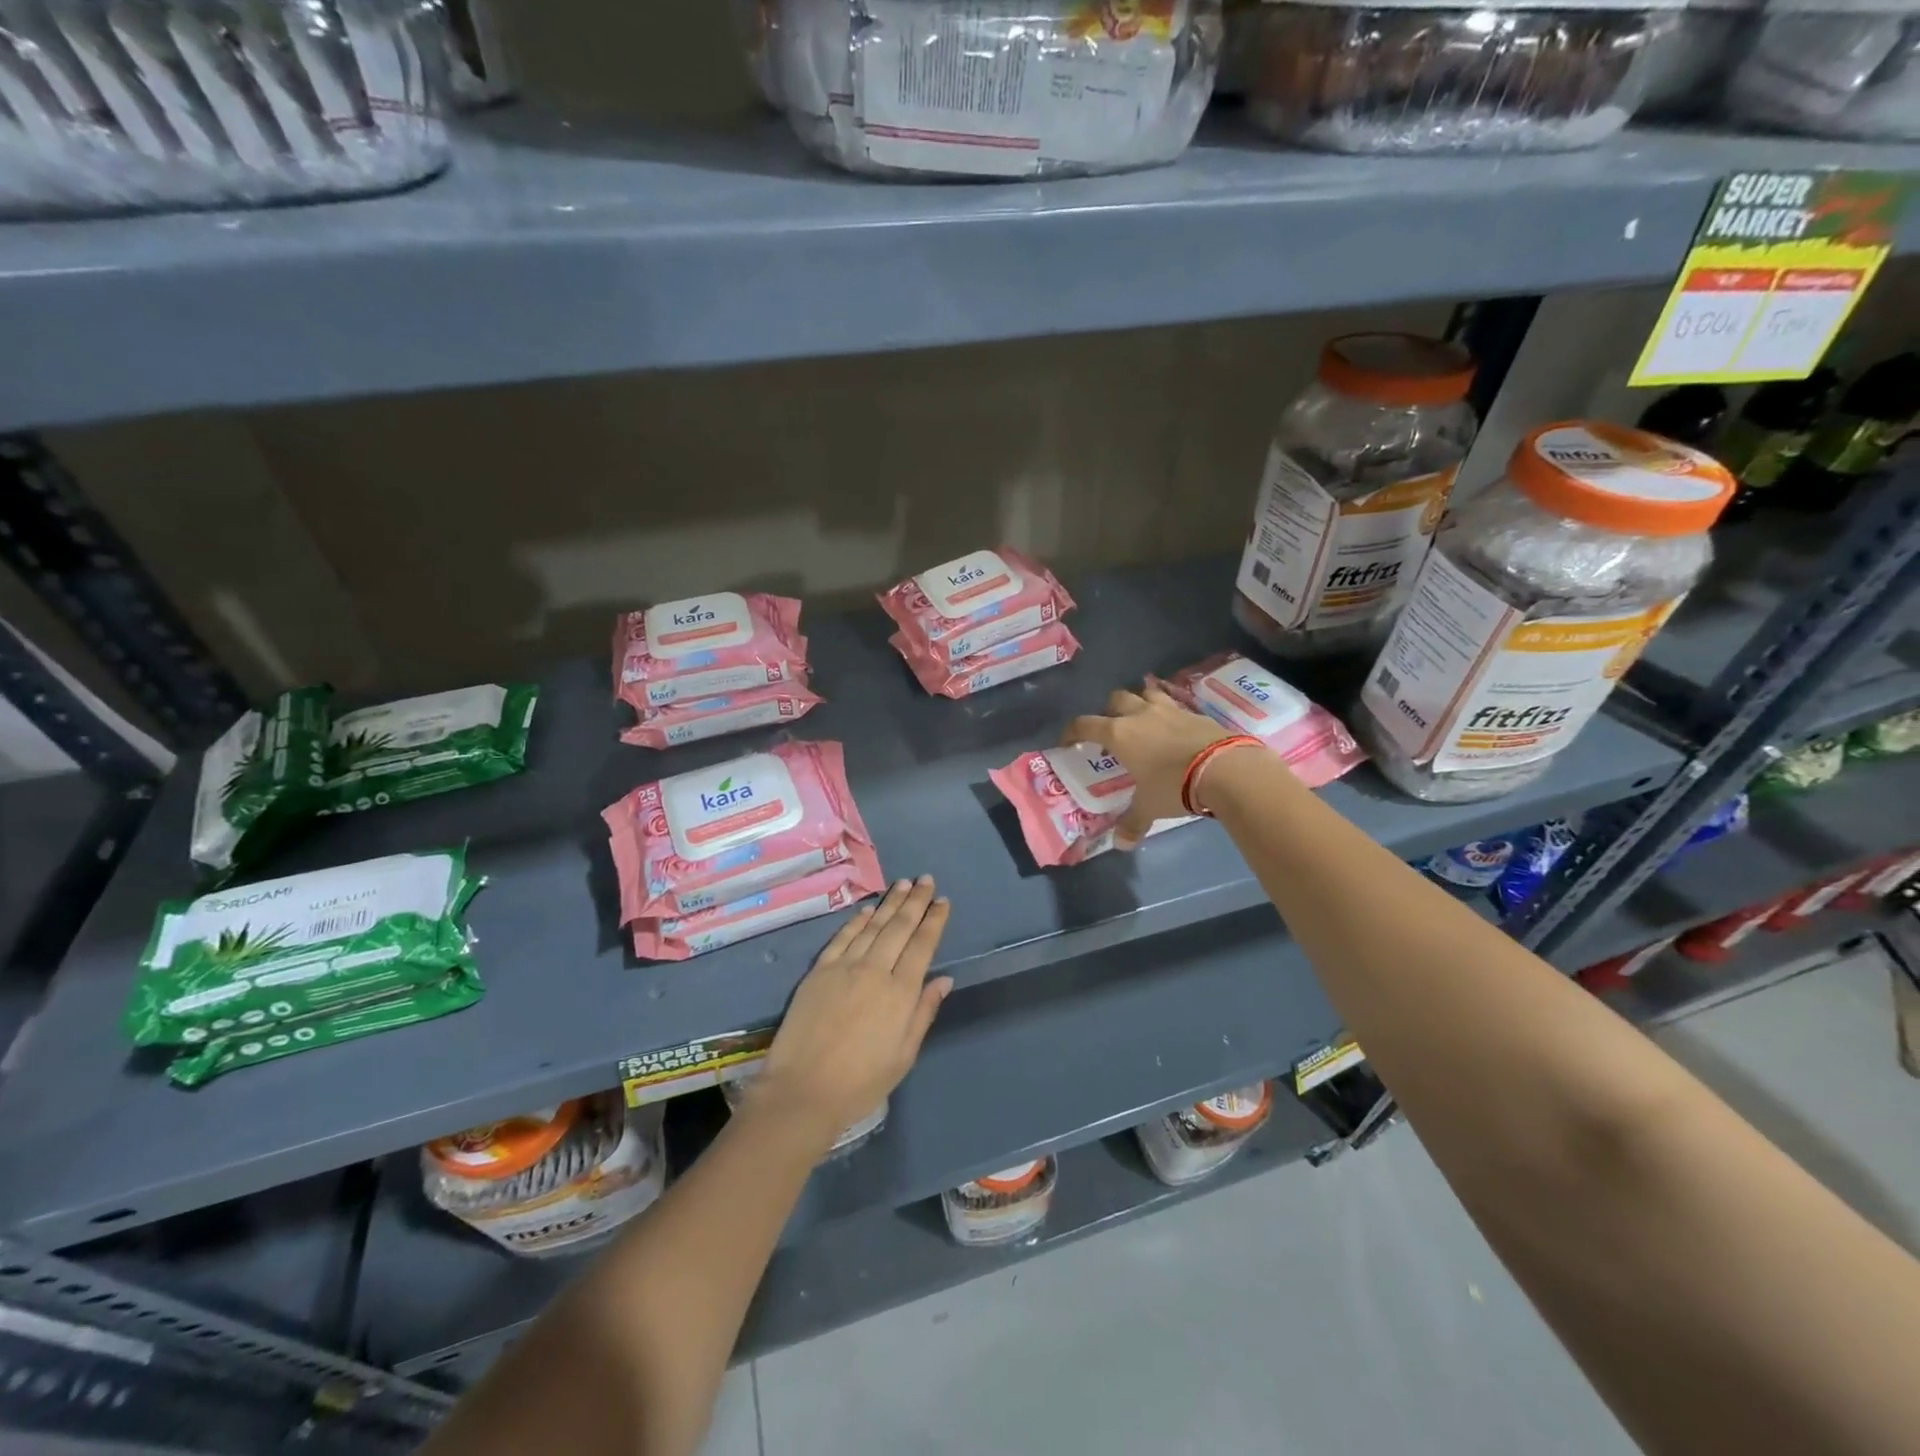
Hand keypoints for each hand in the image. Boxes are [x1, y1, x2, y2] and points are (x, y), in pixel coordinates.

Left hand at [752, 877, 952, 1154]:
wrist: (802, 1091)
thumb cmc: (861, 1082)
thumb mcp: (904, 1055)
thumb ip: (923, 1012)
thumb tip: (943, 979)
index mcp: (900, 992)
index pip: (922, 945)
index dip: (934, 920)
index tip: (942, 901)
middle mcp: (875, 970)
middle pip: (899, 927)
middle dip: (915, 901)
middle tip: (925, 879)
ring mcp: (844, 967)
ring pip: (872, 926)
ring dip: (889, 903)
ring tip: (902, 883)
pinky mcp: (819, 971)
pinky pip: (842, 938)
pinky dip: (857, 920)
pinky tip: (867, 910)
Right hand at [1061, 685, 1236, 845]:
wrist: (1225, 768)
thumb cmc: (1174, 785)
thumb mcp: (1149, 807)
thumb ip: (1133, 822)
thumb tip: (1121, 844)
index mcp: (1119, 734)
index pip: (1085, 724)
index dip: (1072, 731)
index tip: (1067, 741)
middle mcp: (1140, 715)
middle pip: (1116, 699)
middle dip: (1109, 711)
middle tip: (1111, 729)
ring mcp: (1170, 710)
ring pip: (1146, 693)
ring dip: (1140, 703)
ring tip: (1142, 720)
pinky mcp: (1196, 713)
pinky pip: (1174, 705)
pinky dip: (1168, 714)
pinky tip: (1173, 730)